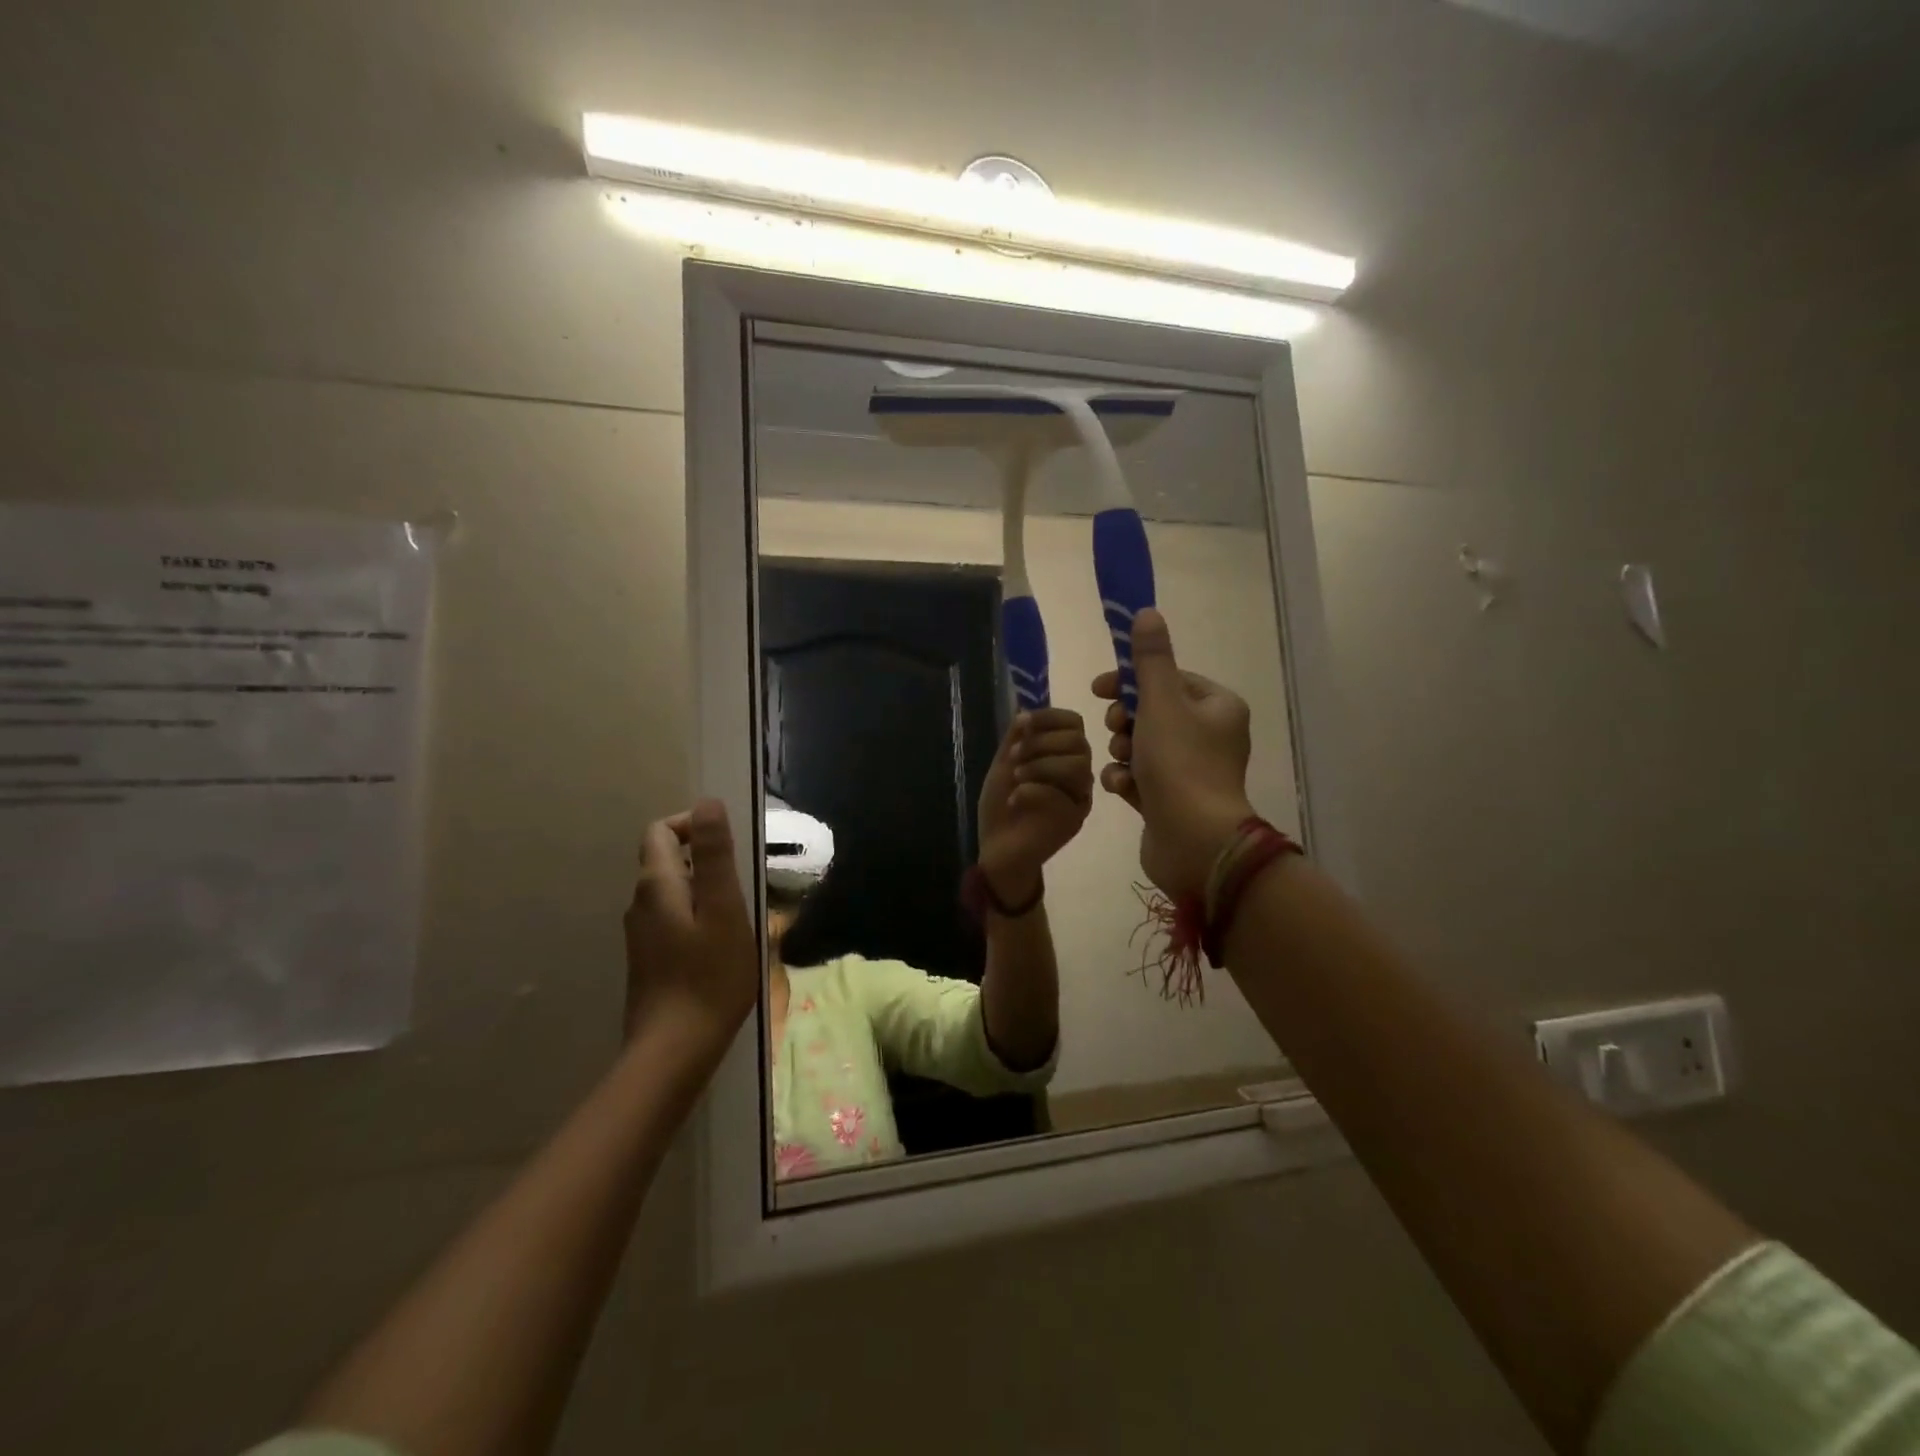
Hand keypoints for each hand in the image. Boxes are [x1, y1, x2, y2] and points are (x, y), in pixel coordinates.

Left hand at [623, 799, 758, 1067]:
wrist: (674, 1050)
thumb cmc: (709, 976)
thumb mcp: (724, 908)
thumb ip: (714, 854)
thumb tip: (708, 802)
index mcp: (656, 885)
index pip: (660, 831)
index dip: (692, 824)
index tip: (728, 843)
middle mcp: (640, 903)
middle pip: (664, 859)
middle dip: (703, 858)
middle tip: (743, 881)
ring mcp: (641, 934)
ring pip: (671, 891)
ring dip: (704, 889)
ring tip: (739, 913)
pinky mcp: (649, 959)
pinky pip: (673, 918)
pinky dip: (697, 915)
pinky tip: (721, 944)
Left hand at [976, 707, 1094, 900]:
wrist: (998, 849)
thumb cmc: (1002, 806)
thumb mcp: (1004, 765)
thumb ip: (1016, 738)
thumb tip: (1026, 707)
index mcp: (1063, 755)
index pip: (1074, 723)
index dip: (1049, 717)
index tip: (1022, 724)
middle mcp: (1078, 774)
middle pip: (1078, 742)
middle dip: (1041, 743)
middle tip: (1014, 756)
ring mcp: (1079, 797)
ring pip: (1078, 766)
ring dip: (1041, 765)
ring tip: (1016, 778)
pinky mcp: (1074, 820)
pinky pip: (1064, 797)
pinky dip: (1035, 791)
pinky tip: (1016, 799)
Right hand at [1092, 608, 1254, 898]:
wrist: (1194, 842)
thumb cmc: (1180, 765)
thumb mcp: (1160, 702)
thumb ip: (1149, 660)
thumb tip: (1146, 612)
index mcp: (1218, 708)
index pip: (1170, 679)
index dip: (1131, 681)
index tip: (1099, 690)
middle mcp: (1210, 736)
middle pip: (1153, 713)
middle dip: (1125, 721)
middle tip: (1116, 731)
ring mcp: (1192, 772)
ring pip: (1142, 746)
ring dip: (1122, 752)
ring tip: (1122, 764)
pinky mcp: (1173, 801)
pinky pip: (1141, 778)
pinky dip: (1127, 780)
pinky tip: (1122, 789)